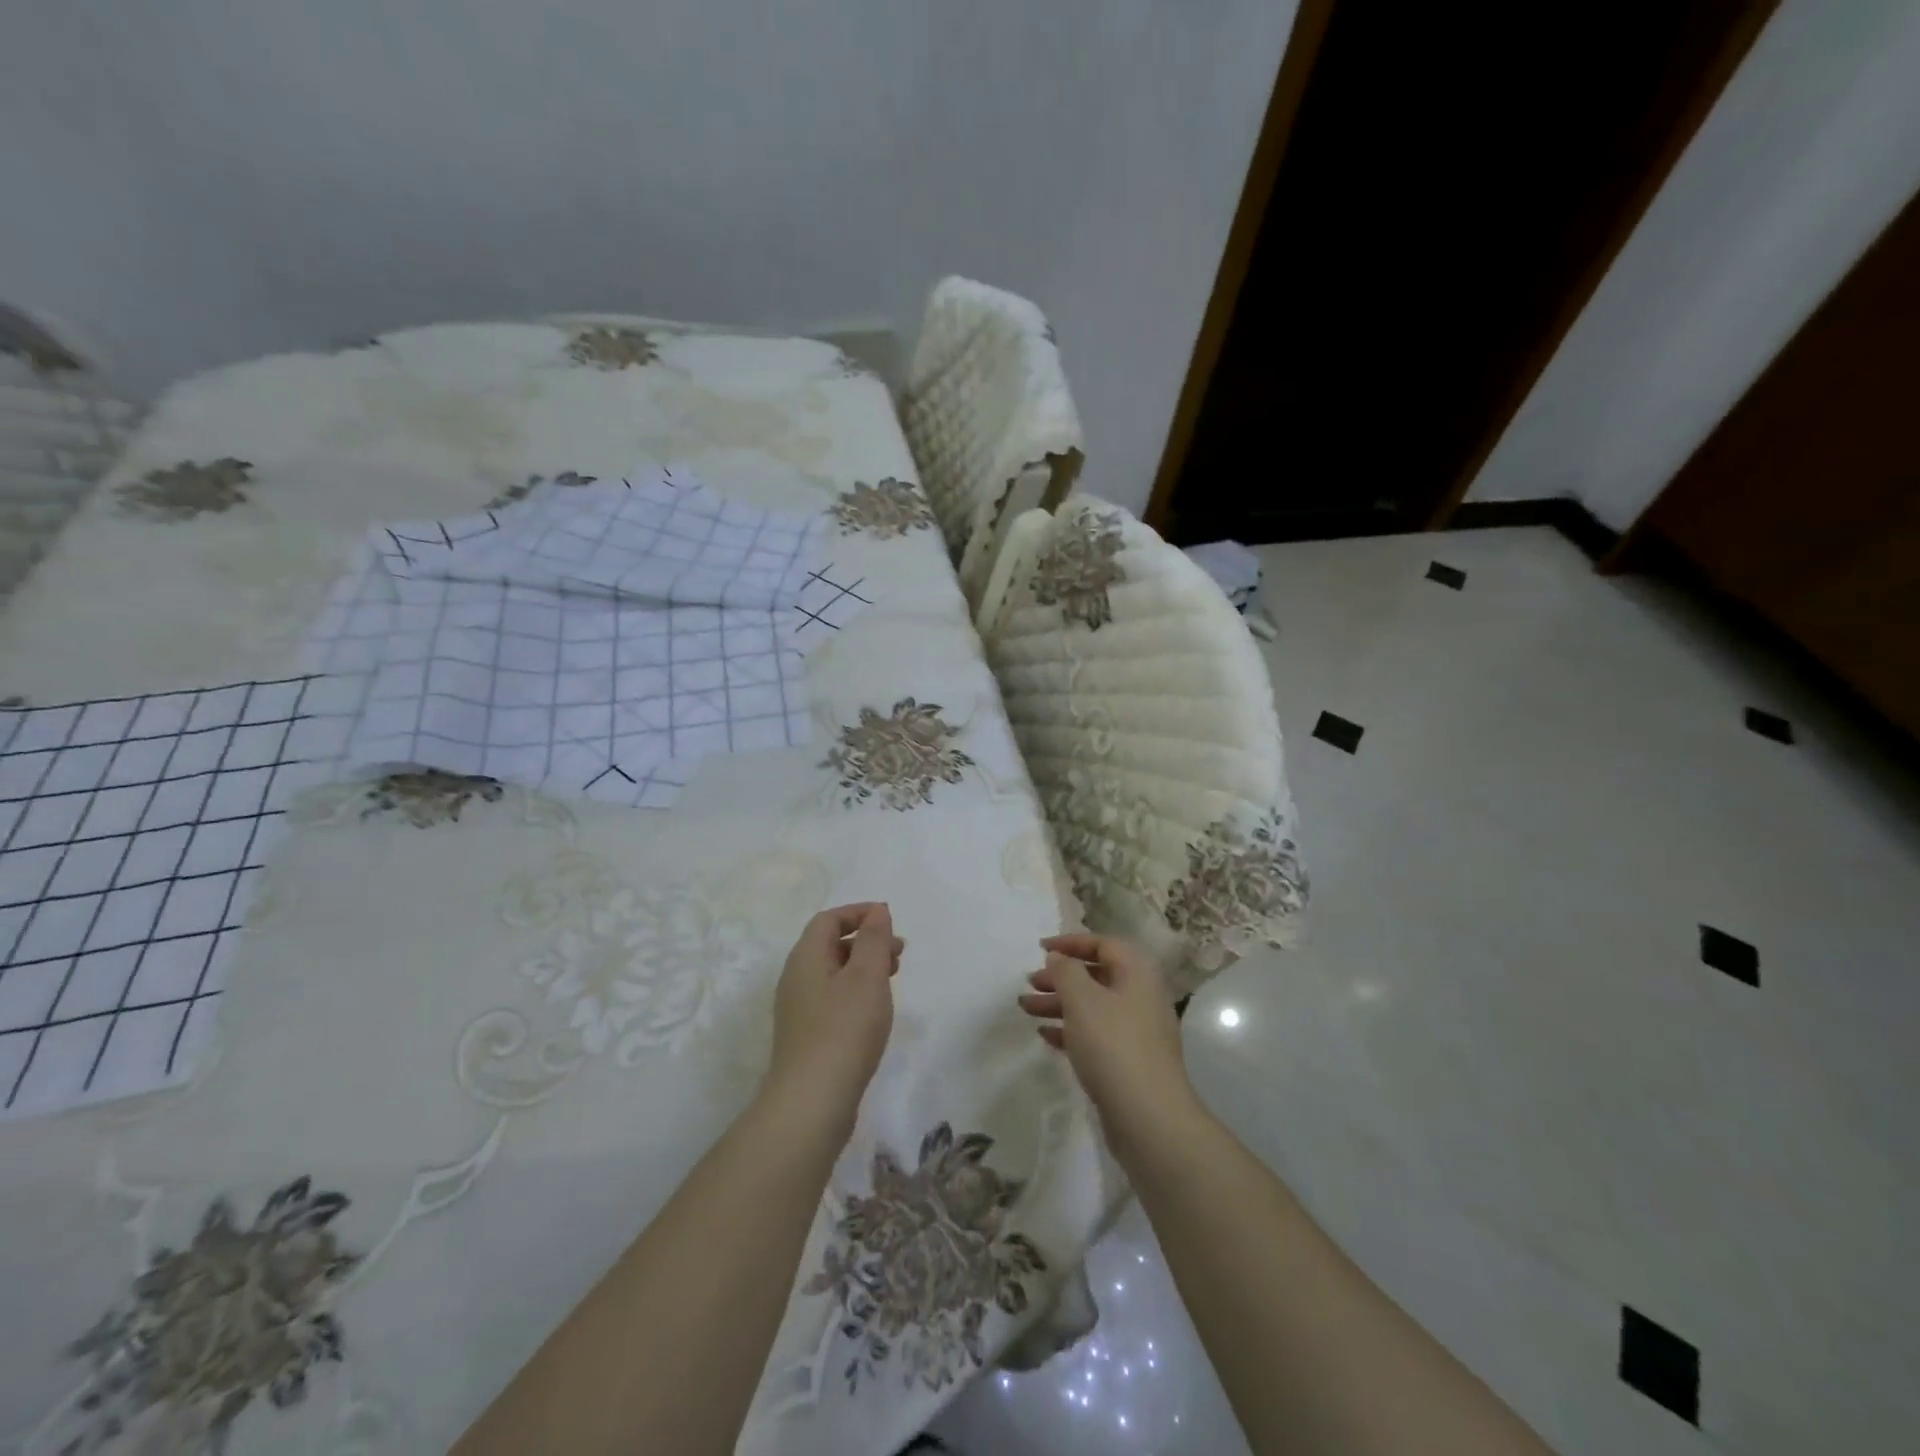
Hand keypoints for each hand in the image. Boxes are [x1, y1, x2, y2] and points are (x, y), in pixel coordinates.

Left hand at [764, 903, 902, 1133]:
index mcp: (805, 957)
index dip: (859, 912)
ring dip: (864, 967)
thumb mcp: (866, 976)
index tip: (890, 919)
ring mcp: (799, 1010)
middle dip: (866, 941)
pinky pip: (833, 998)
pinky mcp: (807, 1037)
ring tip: (893, 980)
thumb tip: (876, 911)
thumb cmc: (844, 1029)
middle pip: (830, 945)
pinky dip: (856, 992)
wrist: (812, 1102)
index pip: (828, 919)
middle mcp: (796, 978)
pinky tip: (875, 1012)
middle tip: (899, 953)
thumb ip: (873, 939)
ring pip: (833, 973)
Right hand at [1019, 934, 1197, 1164]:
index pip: (1104, 944)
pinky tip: (1046, 1036)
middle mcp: (1141, 997)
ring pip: (1093, 1006)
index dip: (1071, 942)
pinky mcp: (1129, 1062)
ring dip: (1060, 1004)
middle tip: (1030, 982)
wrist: (1149, 1118)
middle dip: (1061, 977)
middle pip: (1096, 976)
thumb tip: (1059, 957)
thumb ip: (1066, 971)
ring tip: (1026, 1008)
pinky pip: (1096, 1034)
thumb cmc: (1113, 1046)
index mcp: (1137, 973)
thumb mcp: (1082, 999)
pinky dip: (1071, 1030)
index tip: (1041, 949)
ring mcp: (1137, 1032)